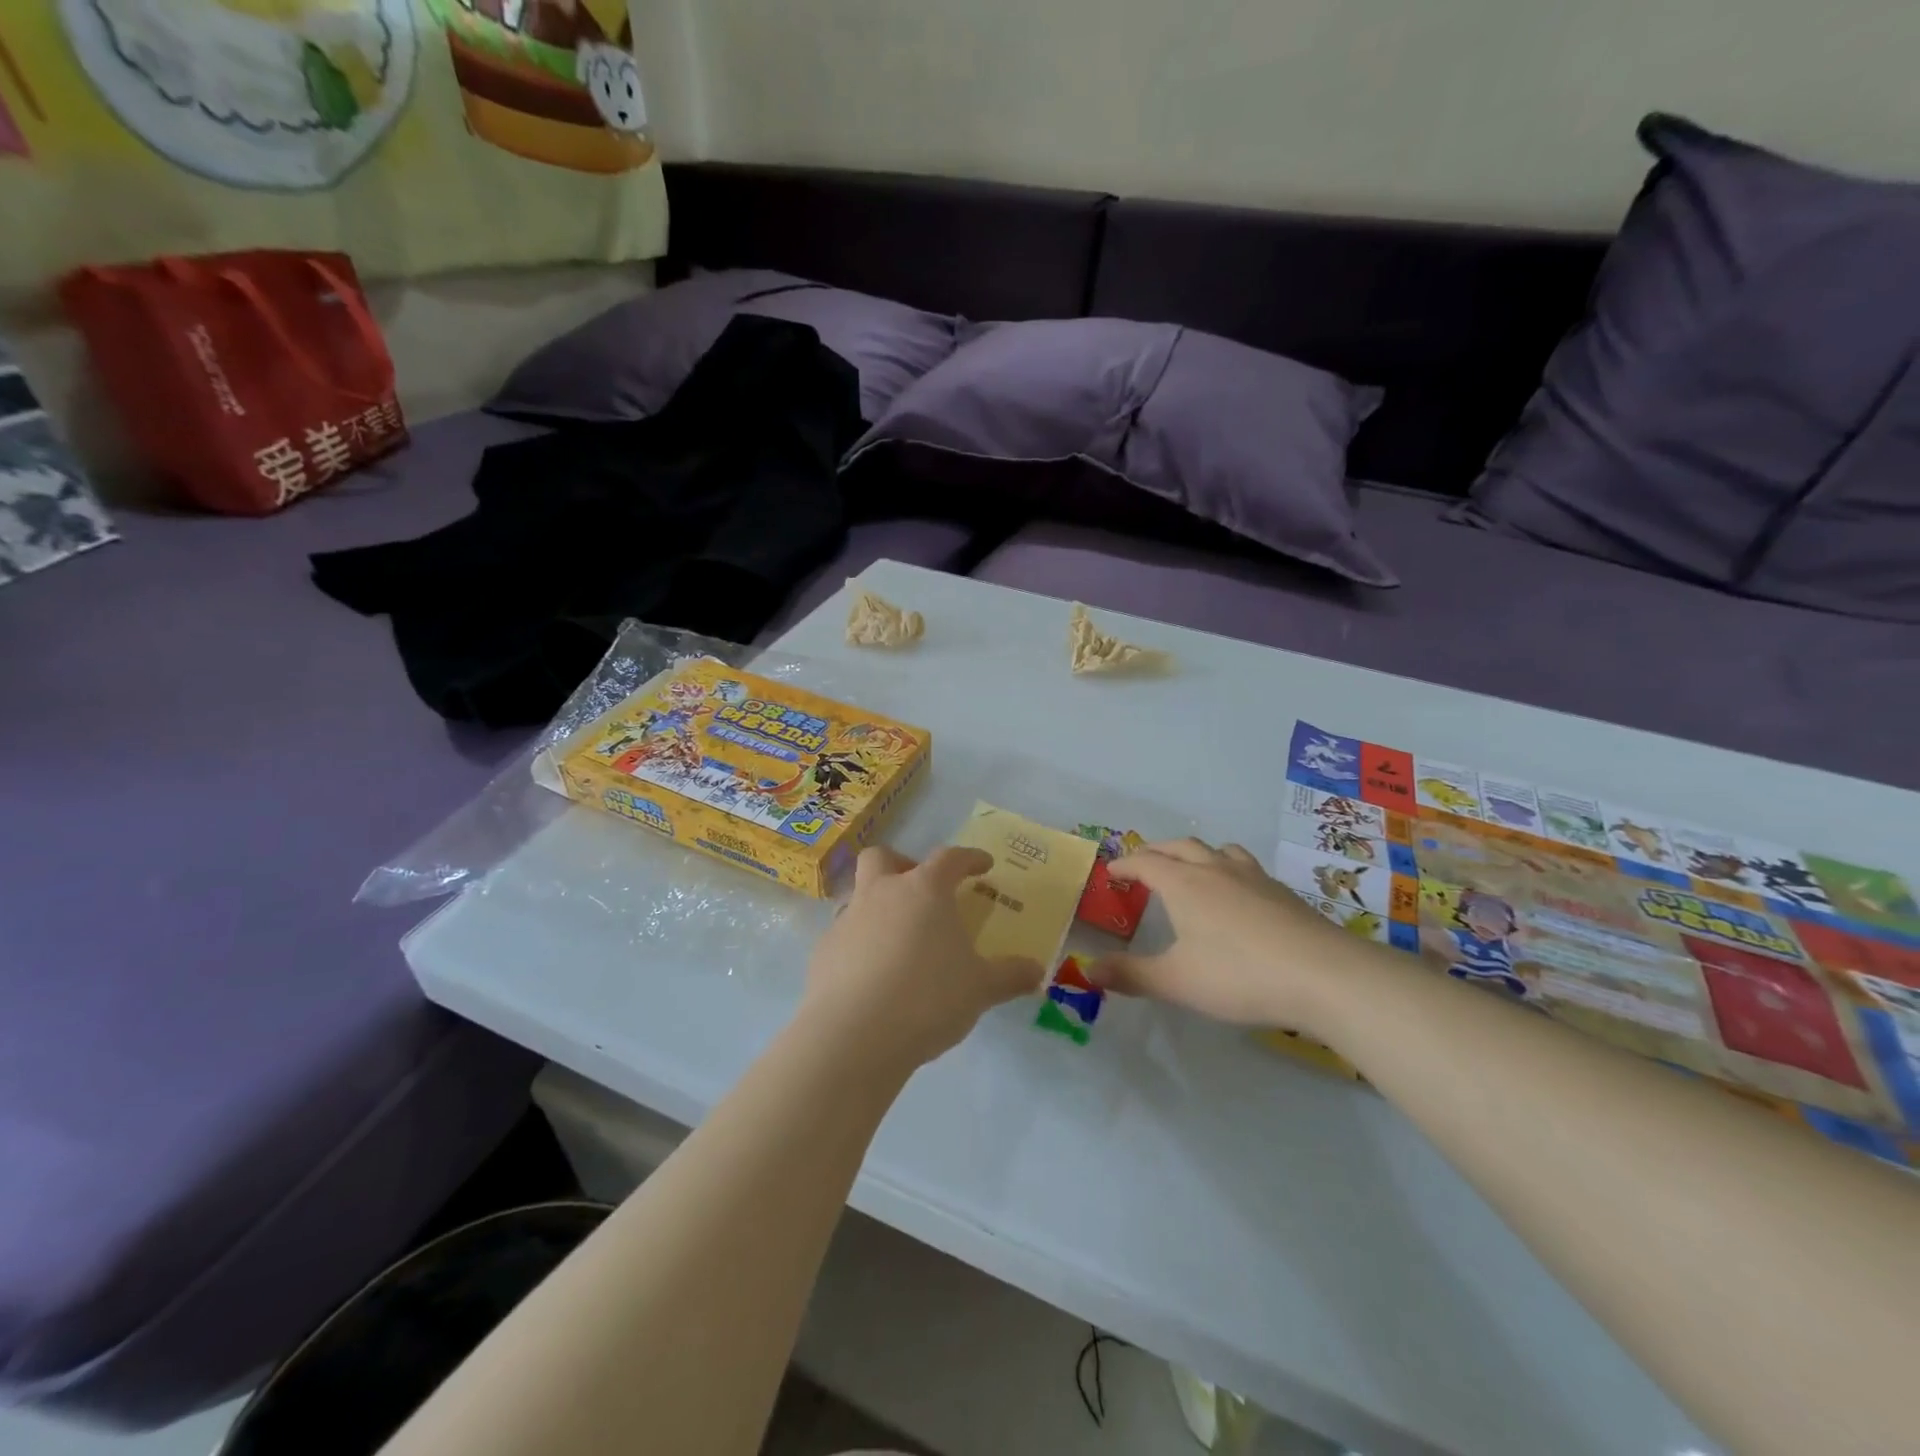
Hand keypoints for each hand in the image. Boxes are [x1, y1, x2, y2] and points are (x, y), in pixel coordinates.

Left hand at [799, 846, 1045, 1075]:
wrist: (854, 1036)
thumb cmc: (927, 998)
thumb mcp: (981, 989)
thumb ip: (1010, 976)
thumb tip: (1037, 972)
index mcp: (924, 891)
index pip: (950, 858)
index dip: (969, 858)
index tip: (983, 865)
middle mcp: (881, 894)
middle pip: (883, 857)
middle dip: (902, 864)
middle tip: (920, 890)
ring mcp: (847, 920)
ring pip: (858, 894)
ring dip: (877, 906)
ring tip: (898, 940)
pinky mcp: (823, 952)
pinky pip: (844, 935)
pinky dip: (860, 944)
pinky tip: (873, 975)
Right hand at [1086, 838, 1361, 1031]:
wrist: (1323, 975)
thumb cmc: (1238, 975)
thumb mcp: (1176, 981)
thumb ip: (1130, 975)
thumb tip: (1087, 970)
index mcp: (1183, 884)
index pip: (1145, 862)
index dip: (1125, 865)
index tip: (1112, 873)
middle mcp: (1215, 869)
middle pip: (1179, 847)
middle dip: (1156, 852)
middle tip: (1143, 864)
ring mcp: (1252, 877)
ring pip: (1217, 850)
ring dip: (1196, 853)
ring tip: (1192, 868)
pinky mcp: (1281, 892)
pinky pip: (1244, 865)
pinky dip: (1227, 868)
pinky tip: (1237, 894)